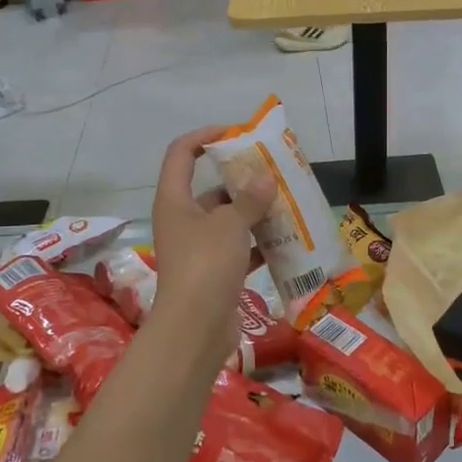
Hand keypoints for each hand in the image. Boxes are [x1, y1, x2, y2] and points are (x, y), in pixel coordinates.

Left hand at [148, 126, 274, 362]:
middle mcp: (182, 219)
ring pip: (228, 219)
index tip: (235, 132)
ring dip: (254, 212)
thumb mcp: (231, 224)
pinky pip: (238, 248)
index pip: (182, 153)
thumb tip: (265, 178)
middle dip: (242, 179)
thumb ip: (249, 199)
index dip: (204, 136)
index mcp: (175, 200)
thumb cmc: (206, 265)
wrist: (195, 329)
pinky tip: (286, 240)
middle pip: (211, 188)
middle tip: (274, 171)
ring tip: (287, 202)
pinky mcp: (213, 272)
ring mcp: (197, 248)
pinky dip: (258, 244)